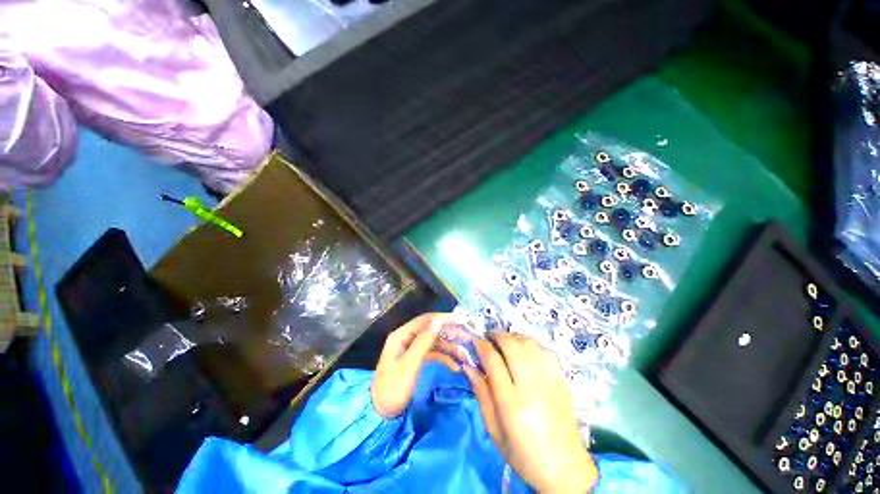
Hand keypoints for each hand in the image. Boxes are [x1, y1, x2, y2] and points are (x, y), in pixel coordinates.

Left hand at [371, 313, 464, 417]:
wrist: (381, 414)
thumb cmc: (392, 388)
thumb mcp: (409, 365)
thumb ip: (423, 342)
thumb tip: (438, 322)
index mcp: (402, 335)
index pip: (426, 320)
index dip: (444, 318)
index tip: (462, 320)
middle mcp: (407, 338)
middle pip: (432, 329)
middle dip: (450, 333)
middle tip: (467, 337)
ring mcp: (412, 348)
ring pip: (435, 342)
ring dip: (450, 347)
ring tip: (465, 356)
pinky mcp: (416, 359)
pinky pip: (433, 353)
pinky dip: (444, 358)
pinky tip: (455, 367)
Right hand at [465, 333, 597, 493]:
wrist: (565, 469)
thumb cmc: (523, 455)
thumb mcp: (493, 430)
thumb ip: (481, 394)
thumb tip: (469, 366)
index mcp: (511, 404)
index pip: (493, 361)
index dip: (482, 346)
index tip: (477, 342)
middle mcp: (531, 387)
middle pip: (512, 345)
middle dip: (498, 335)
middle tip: (490, 337)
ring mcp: (549, 382)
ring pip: (529, 344)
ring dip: (514, 337)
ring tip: (505, 342)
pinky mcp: (562, 381)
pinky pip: (545, 351)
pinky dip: (531, 344)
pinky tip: (524, 349)